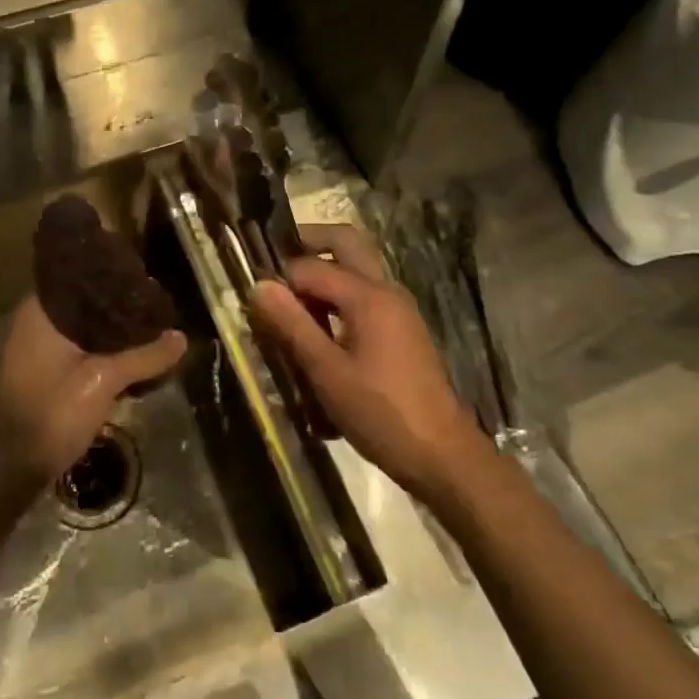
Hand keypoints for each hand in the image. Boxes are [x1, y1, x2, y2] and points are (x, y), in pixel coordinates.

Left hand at [0, 296, 184, 532]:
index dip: (114, 275)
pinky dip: (99, 348)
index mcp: (40, 310)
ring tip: (149, 327)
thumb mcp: (103, 382)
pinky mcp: (40, 370)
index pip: (82, 276)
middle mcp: (33, 320)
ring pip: (82, 327)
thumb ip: (144, 356)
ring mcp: (34, 346)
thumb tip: (181, 337)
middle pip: (85, 302)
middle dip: (119, 306)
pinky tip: (128, 356)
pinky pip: (76, 347)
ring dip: (111, 331)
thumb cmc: (51, 415)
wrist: (9, 471)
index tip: (146, 275)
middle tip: (155, 305)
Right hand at [251, 224, 482, 504]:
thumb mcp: (327, 373)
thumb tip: (258, 285)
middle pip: (346, 243)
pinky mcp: (403, 329)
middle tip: (275, 265)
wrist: (442, 455)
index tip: (256, 301)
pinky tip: (321, 332)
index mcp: (368, 296)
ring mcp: (399, 309)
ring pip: (357, 268)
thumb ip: (293, 325)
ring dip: (325, 271)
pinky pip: (366, 295)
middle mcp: (386, 290)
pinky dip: (341, 297)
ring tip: (292, 305)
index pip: (311, 266)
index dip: (280, 279)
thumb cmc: (381, 414)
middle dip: (309, 244)